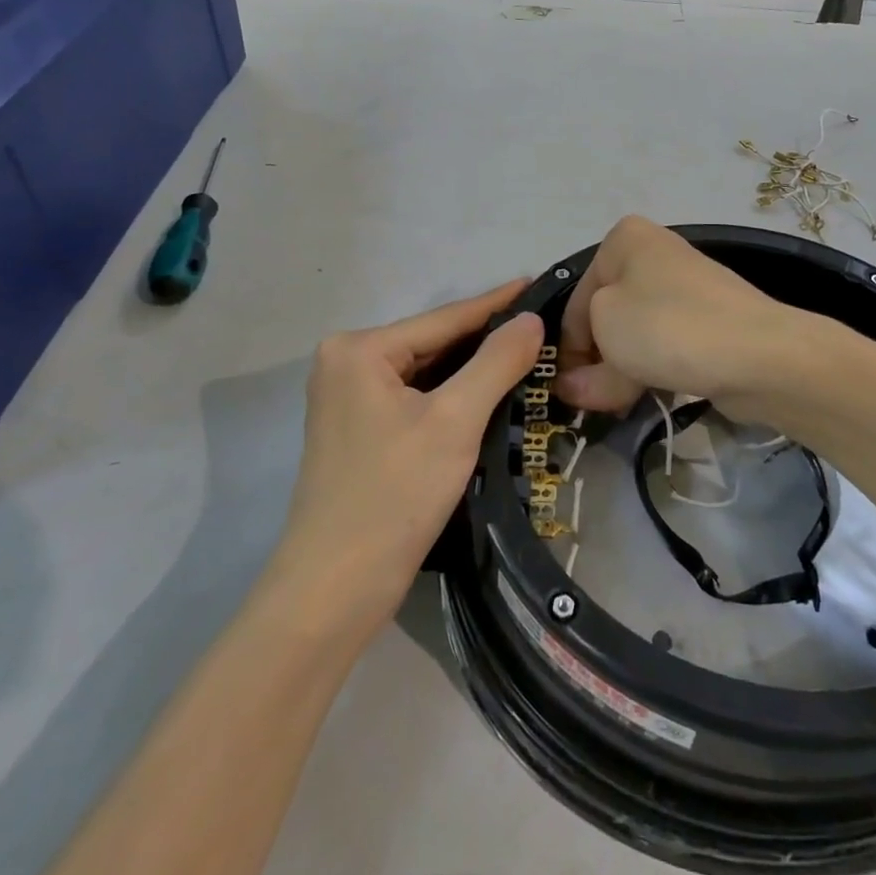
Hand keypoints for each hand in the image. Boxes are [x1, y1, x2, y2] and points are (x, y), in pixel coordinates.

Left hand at [267, 283, 544, 645]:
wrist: (333, 591)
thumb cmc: (394, 496)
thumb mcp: (455, 421)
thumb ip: (496, 362)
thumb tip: (530, 319)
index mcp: (359, 349)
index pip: (444, 318)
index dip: (496, 303)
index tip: (538, 283)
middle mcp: (345, 363)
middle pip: (433, 343)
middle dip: (486, 340)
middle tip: (542, 327)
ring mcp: (348, 398)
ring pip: (426, 373)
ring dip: (472, 370)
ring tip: (527, 354)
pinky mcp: (357, 431)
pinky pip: (415, 398)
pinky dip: (451, 396)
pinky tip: (489, 393)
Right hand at [555, 217, 811, 414]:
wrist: (759, 353)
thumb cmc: (667, 326)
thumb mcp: (607, 335)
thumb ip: (582, 367)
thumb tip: (573, 387)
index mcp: (624, 240)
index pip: (577, 299)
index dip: (567, 348)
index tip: (565, 388)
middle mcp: (654, 254)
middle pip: (606, 316)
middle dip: (595, 361)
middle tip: (589, 401)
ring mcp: (685, 289)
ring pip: (635, 334)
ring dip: (621, 370)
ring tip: (617, 404)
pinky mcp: (708, 321)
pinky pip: (665, 345)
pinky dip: (652, 369)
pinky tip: (647, 395)